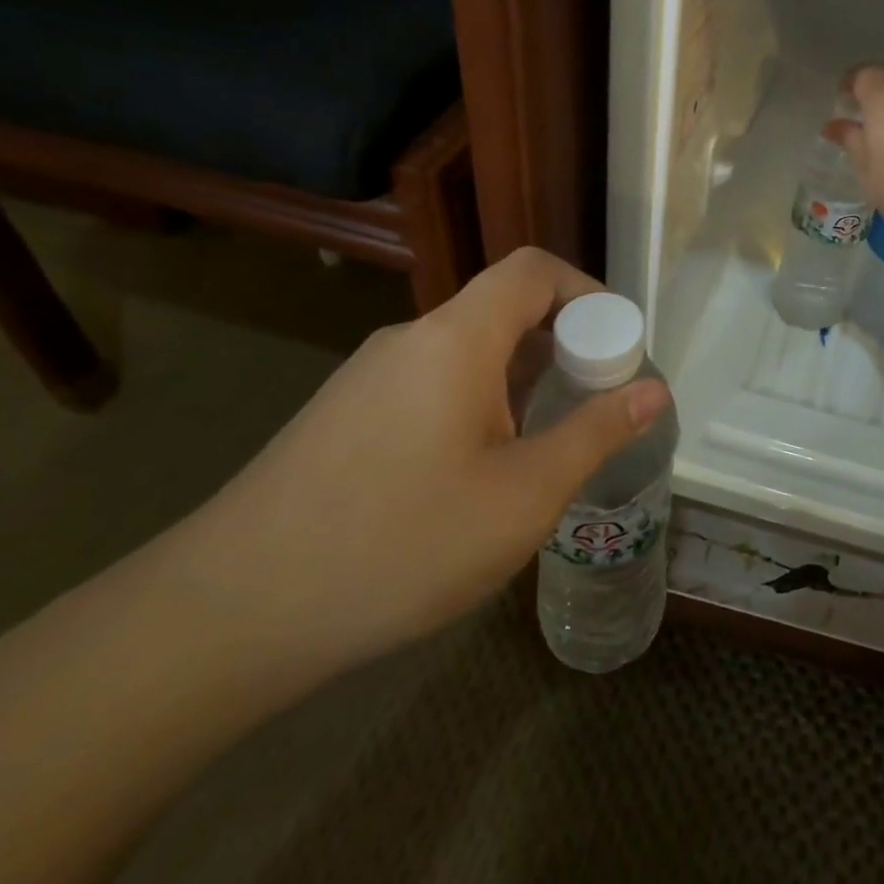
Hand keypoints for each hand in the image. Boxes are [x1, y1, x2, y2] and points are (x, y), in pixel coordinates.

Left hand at [184, 247, 669, 671]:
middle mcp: (411, 340)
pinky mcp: (344, 415)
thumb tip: (653, 390)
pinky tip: (473, 475)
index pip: (533, 269)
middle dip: (561, 344)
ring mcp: (368, 376)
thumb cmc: (399, 543)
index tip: (617, 345)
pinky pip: (430, 384)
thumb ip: (594, 433)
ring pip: (466, 352)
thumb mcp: (522, 495)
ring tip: (541, 447)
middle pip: (502, 309)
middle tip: (592, 403)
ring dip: (518, 380)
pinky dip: (475, 403)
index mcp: (456, 338)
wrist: (230, 613)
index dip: (587, 291)